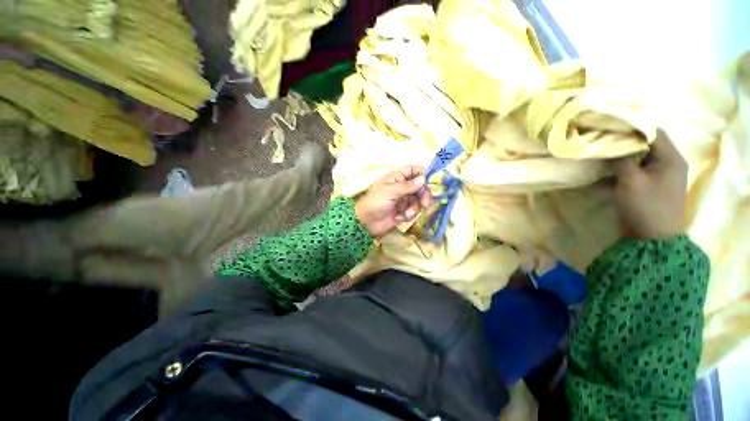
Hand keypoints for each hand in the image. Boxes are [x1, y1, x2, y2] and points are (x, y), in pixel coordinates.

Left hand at [355, 166, 432, 236]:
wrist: (366, 223)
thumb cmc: (376, 203)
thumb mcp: (391, 192)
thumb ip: (408, 186)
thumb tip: (423, 178)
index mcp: (396, 178)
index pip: (412, 170)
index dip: (421, 174)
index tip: (428, 182)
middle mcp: (401, 187)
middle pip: (419, 187)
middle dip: (423, 195)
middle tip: (425, 204)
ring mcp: (402, 200)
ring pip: (417, 200)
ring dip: (414, 208)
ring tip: (406, 214)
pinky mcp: (403, 211)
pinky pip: (413, 211)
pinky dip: (409, 215)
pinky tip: (400, 218)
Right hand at [609, 130, 687, 238]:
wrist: (653, 239)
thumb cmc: (646, 207)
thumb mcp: (631, 181)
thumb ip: (620, 160)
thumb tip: (608, 146)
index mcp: (671, 158)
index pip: (654, 132)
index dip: (633, 126)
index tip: (610, 125)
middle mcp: (668, 163)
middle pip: (646, 143)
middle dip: (624, 141)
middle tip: (602, 138)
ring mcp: (660, 175)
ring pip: (639, 157)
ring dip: (620, 156)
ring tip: (600, 153)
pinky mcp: (650, 186)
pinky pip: (636, 171)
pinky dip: (621, 170)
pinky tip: (604, 173)